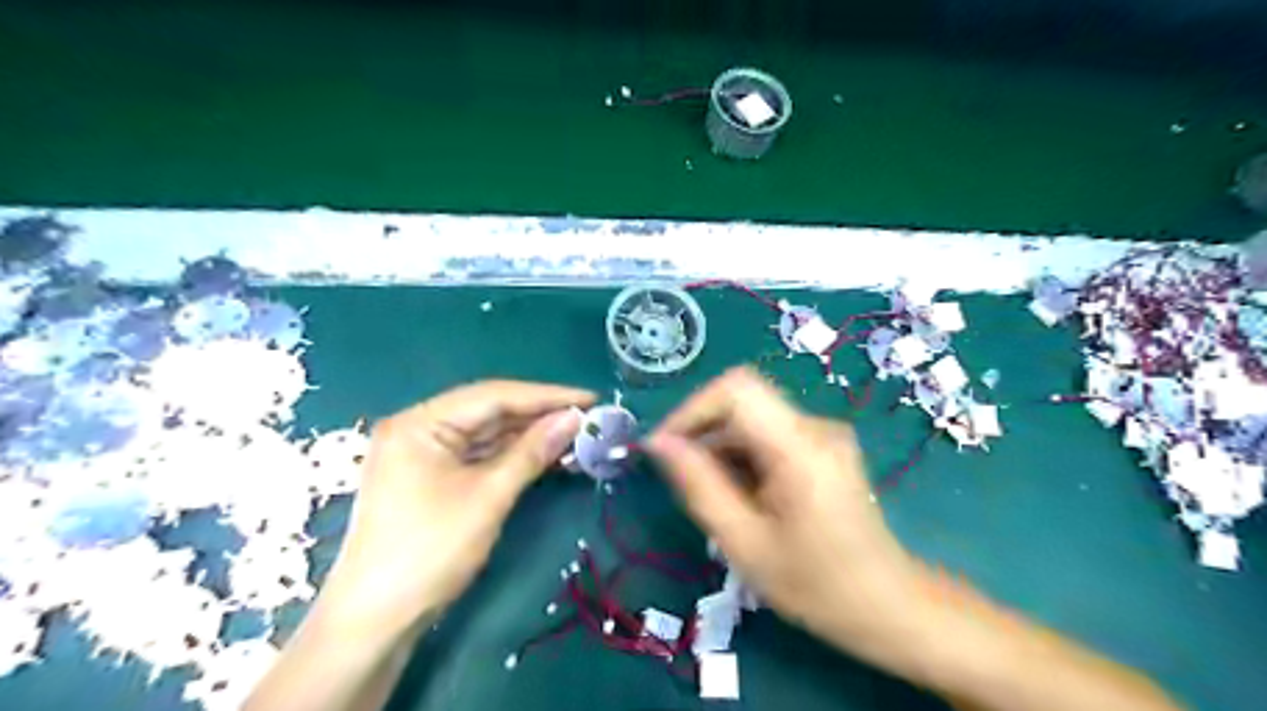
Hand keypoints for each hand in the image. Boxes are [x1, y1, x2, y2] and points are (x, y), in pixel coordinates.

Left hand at [316, 381, 593, 635]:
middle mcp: (419, 428)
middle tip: (588, 418)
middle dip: (539, 415)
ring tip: (576, 436)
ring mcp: (424, 454)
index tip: (590, 398)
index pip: (493, 395)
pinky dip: (513, 456)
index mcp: (420, 423)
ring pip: (487, 434)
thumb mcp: (488, 497)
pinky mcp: (432, 477)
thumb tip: (574, 418)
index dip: (546, 395)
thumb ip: (532, 451)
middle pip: (489, 411)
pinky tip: (546, 456)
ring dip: (529, 436)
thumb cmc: (430, 551)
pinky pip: (479, 455)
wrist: (376, 620)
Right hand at [646, 366, 927, 665]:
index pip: (736, 389)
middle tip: (682, 483)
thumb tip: (658, 444)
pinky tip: (742, 497)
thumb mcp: (744, 543)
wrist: (889, 607)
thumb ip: (699, 487)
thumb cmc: (816, 586)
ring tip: (715, 499)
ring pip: (752, 420)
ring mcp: (824, 435)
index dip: (693, 410)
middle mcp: (816, 426)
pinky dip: (743, 458)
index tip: (665, 448)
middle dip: (703, 435)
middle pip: (742, 403)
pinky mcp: (824, 447)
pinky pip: (769, 435)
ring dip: (721, 450)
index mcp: (800, 447)